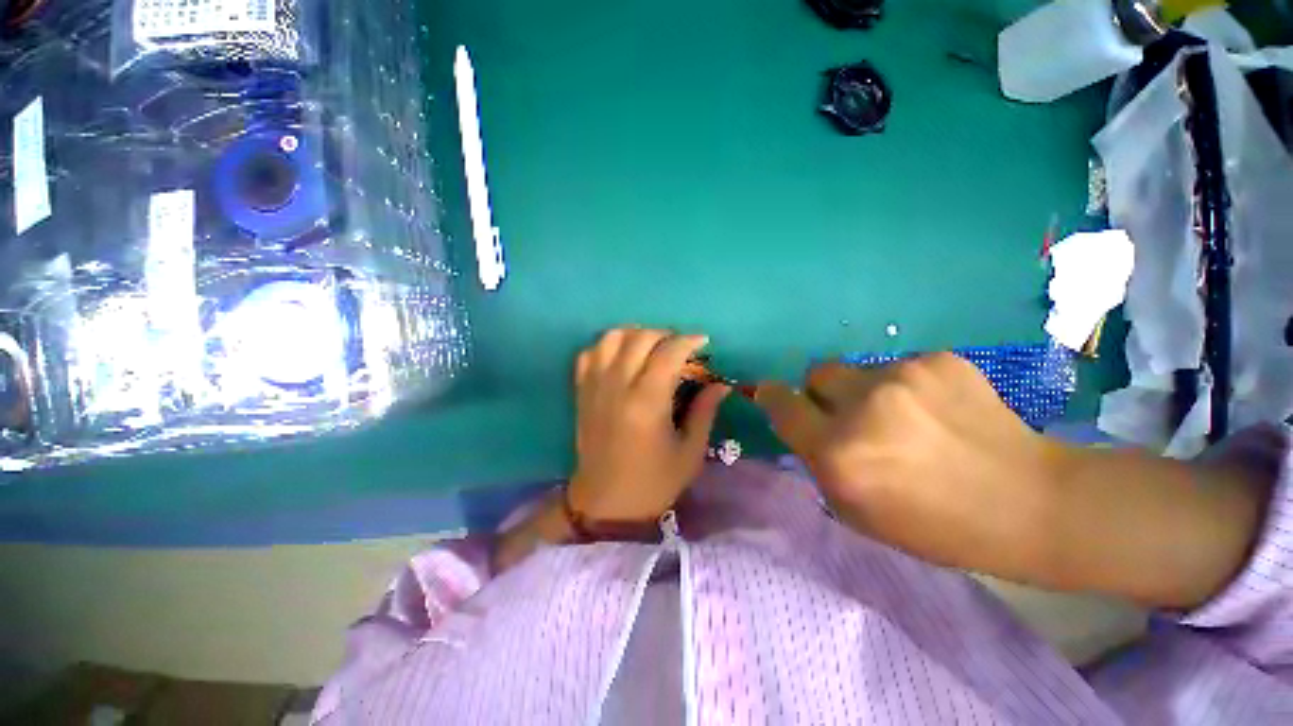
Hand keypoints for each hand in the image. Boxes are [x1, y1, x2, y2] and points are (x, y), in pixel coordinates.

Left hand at [569, 328, 729, 523]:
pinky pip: (589, 353)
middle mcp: (617, 386)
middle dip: (665, 335)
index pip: (668, 353)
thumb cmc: (653, 482)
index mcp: (647, 402)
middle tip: (680, 347)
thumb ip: (704, 411)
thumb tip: (720, 384)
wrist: (605, 502)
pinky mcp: (582, 391)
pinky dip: (607, 346)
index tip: (702, 342)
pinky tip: (622, 357)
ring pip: (612, 338)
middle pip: (640, 337)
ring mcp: (595, 386)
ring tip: (651, 347)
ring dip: (635, 334)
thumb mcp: (689, 451)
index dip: (688, 341)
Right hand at [756, 353, 1056, 576]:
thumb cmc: (933, 525)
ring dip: (867, 392)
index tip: (772, 394)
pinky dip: (906, 388)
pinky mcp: (938, 360)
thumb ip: (819, 463)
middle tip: (850, 414)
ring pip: (859, 370)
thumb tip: (805, 427)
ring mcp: (903, 377)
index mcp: (838, 453)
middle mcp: (862, 407)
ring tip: (906, 418)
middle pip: (816, 374)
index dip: (772, 396)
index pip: (782, 404)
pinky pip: (900, 367)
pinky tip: (938, 411)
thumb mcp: (856, 510)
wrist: (1029, 503)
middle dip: (822, 392)